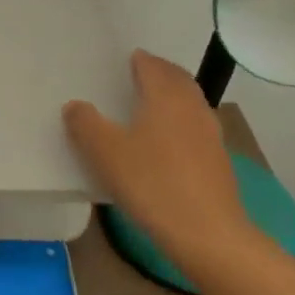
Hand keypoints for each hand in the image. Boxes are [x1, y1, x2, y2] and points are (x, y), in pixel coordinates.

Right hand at [63, 50, 254, 270]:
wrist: (209, 235)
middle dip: (160, 73)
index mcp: (166, 97)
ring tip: (151, 106)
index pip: (153, 66)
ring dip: (173, 98)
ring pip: (191, 104)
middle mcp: (192, 108)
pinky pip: (196, 129)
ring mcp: (211, 136)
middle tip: (139, 75)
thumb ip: (85, 124)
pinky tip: (167, 143)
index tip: (126, 59)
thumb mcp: (105, 153)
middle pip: (178, 80)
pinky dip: (181, 124)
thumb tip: (75, 105)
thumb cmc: (153, 184)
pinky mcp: (219, 163)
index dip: (139, 60)